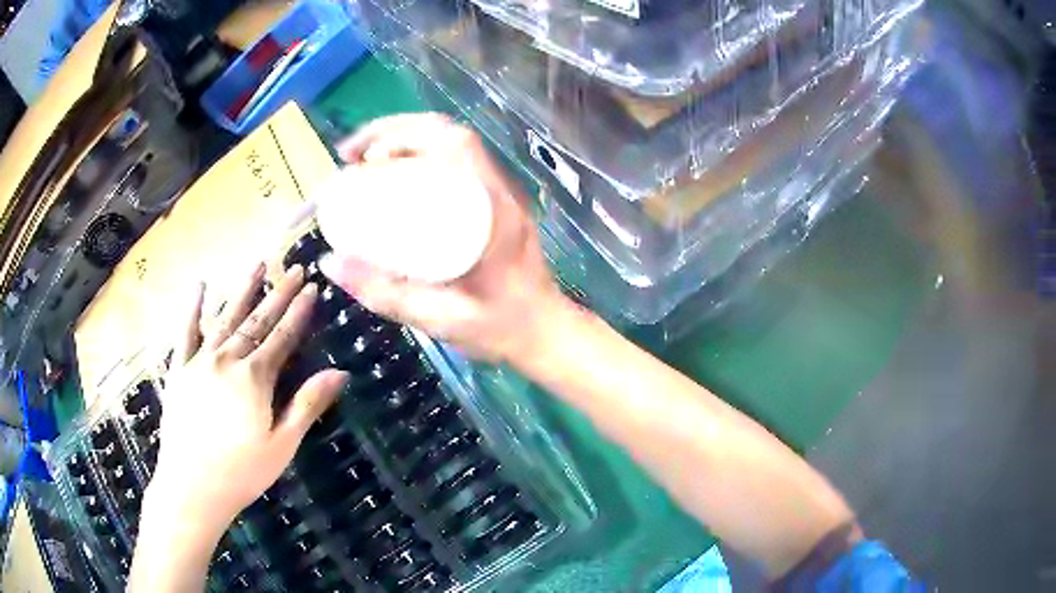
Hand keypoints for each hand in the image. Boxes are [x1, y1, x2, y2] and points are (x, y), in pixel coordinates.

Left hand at [147, 263, 348, 528]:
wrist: (191, 487)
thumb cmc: (241, 472)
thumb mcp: (282, 445)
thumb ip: (307, 405)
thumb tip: (340, 373)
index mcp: (254, 378)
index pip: (282, 336)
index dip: (299, 311)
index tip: (312, 287)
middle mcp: (226, 359)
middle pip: (257, 320)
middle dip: (278, 293)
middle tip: (294, 268)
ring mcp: (199, 361)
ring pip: (224, 317)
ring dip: (242, 290)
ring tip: (257, 265)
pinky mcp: (178, 370)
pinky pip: (185, 332)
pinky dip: (193, 308)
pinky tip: (200, 287)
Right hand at [320, 113, 562, 363]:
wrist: (546, 334)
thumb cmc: (499, 328)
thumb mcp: (438, 317)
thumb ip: (384, 294)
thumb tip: (330, 262)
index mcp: (494, 211)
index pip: (453, 146)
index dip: (402, 139)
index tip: (360, 160)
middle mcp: (500, 191)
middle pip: (449, 135)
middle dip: (394, 133)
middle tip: (351, 156)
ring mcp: (501, 193)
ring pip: (454, 144)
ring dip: (406, 140)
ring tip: (364, 161)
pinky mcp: (495, 202)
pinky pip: (457, 162)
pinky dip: (421, 156)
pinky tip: (394, 175)